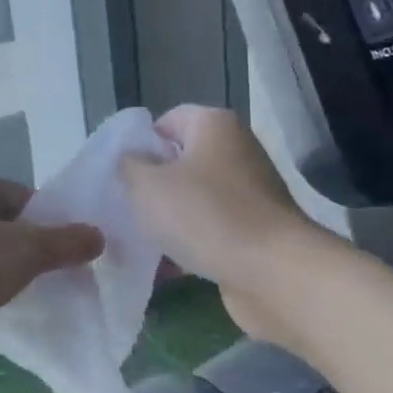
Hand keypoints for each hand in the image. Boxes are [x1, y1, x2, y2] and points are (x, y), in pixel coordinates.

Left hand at [0, 170, 103, 375]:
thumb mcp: (21, 251)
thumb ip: (64, 243)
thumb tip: (98, 236)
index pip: (29, 199)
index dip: (54, 227)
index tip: (73, 259)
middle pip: (10, 228)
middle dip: (34, 255)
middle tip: (58, 283)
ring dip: (8, 277)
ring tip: (30, 300)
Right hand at [120, 105, 315, 342]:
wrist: (272, 272)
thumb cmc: (205, 215)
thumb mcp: (147, 185)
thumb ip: (128, 166)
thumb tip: (131, 161)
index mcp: (214, 125)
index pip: (167, 121)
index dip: (139, 146)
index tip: (119, 176)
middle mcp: (236, 151)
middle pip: (181, 162)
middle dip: (151, 187)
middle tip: (124, 210)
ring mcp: (249, 193)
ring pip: (194, 200)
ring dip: (168, 220)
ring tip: (138, 242)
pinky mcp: (255, 231)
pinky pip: (211, 231)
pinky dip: (189, 245)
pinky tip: (164, 268)